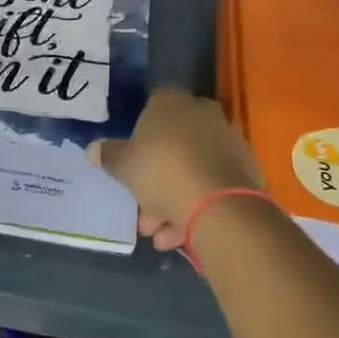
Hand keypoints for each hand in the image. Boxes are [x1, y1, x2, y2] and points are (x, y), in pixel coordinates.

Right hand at [91, 88, 263, 251]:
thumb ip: (108, 155)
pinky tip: (182, 234)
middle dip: (156, 177)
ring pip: (192, 167)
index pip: (152, 106)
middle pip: (173, 143)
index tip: (132, 161)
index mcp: (172, 102)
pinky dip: (197, 204)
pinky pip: (212, 183)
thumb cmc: (161, 172)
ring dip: (174, 199)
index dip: (140, 133)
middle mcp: (203, 112)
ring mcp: (228, 139)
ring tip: (160, 235)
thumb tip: (92, 149)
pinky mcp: (245, 167)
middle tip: (143, 209)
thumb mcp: (124, 165)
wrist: (218, 204)